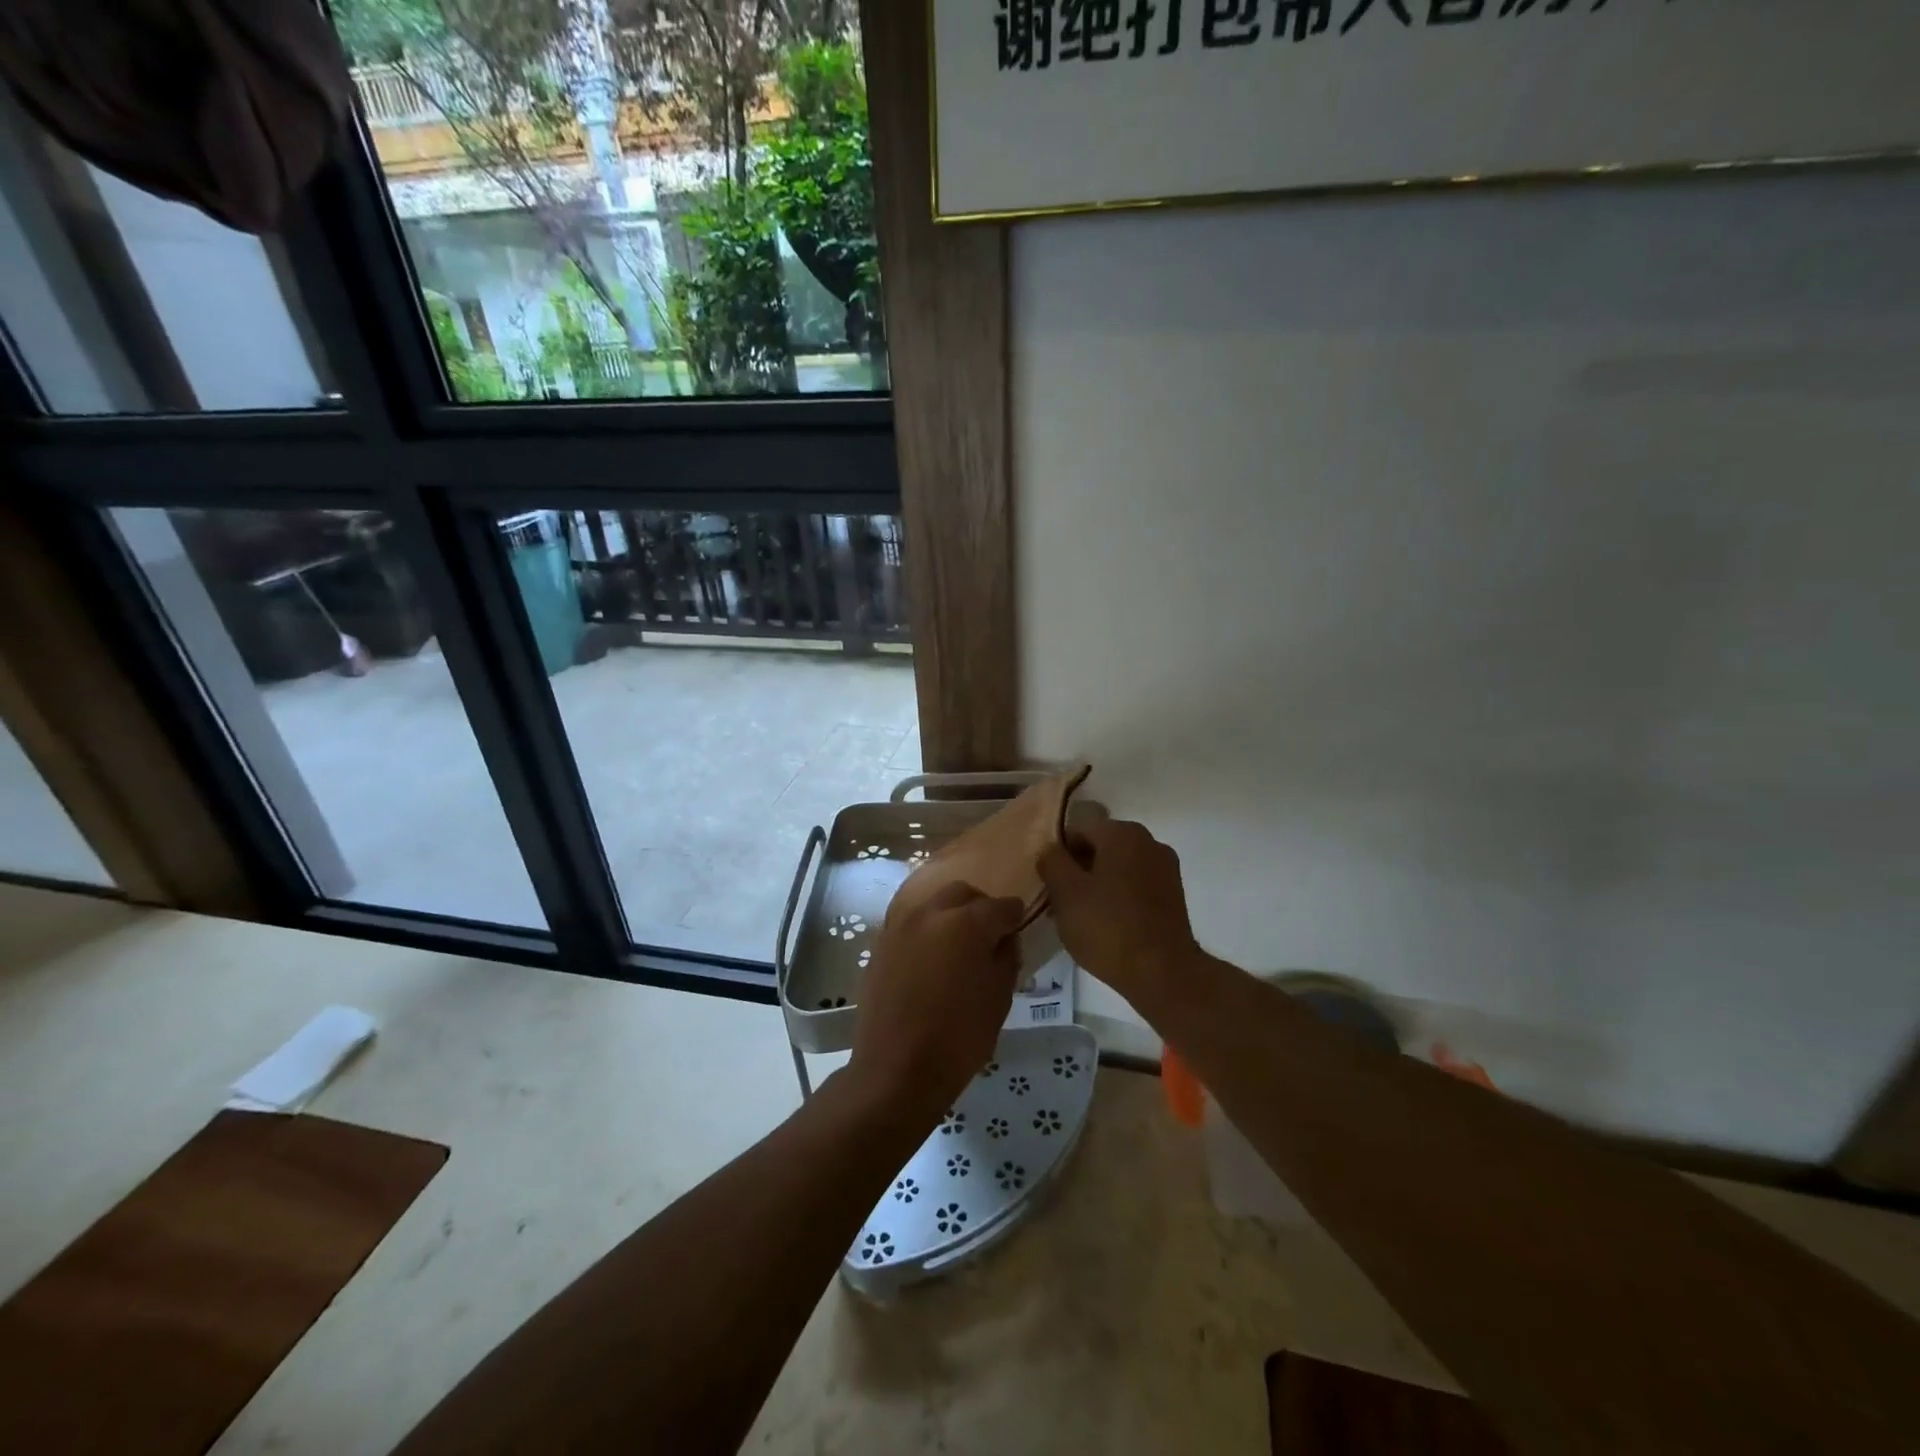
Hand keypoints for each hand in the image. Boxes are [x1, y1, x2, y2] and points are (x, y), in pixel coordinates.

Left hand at [848, 882, 1024, 1126]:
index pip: (1000, 906)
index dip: (1014, 916)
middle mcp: (931, 912)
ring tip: (958, 945)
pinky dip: (927, 931)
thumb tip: (1003, 939)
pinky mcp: (881, 943)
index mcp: (966, 923)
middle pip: (962, 893)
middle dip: (980, 906)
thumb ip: (1006, 958)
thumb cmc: (958, 1038)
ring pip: (933, 904)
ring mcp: (900, 925)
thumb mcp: (999, 999)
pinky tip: (932, 957)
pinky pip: (911, 924)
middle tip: (989, 933)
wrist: (896, 1069)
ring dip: (950, 915)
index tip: (1018, 926)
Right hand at [1038, 819, 1202, 1009]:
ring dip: (1097, 884)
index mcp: (1122, 833)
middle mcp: (1149, 841)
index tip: (1047, 884)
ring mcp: (1166, 868)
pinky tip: (1106, 924)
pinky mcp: (1174, 895)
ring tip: (1081, 917)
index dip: (1057, 856)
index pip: (1077, 831)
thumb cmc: (1108, 927)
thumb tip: (1049, 849)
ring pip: (1118, 868)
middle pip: (1100, 847)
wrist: (1163, 973)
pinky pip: (1135, 885)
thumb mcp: (1065, 893)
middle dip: (1077, 870)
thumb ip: (1052, 861)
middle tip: (1059, 902)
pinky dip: (1118, 897)